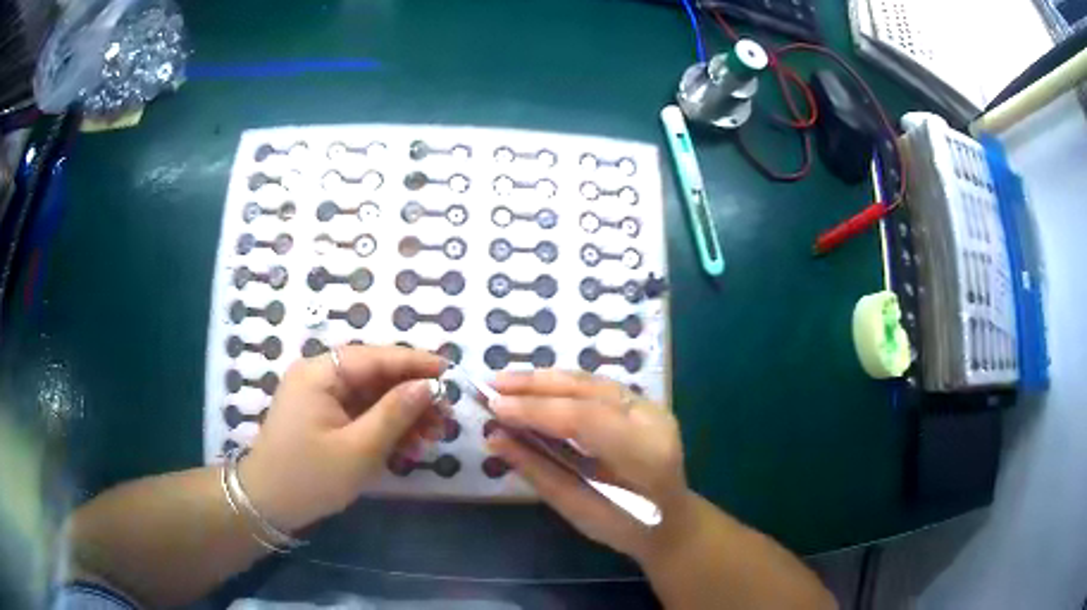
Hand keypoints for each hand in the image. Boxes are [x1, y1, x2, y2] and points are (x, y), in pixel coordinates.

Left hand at [239, 346, 446, 532]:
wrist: (269, 505)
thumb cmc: (310, 476)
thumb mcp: (358, 449)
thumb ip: (395, 413)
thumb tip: (429, 386)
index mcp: (320, 373)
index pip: (375, 357)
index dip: (415, 363)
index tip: (451, 371)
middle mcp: (320, 377)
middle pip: (375, 375)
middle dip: (412, 395)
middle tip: (446, 415)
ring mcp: (321, 398)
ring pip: (372, 396)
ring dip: (403, 414)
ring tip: (433, 435)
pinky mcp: (324, 418)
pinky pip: (361, 414)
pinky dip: (385, 427)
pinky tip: (409, 445)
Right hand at [489, 370, 696, 561]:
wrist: (670, 522)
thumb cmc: (623, 526)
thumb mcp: (576, 508)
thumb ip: (537, 469)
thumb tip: (494, 438)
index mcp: (643, 453)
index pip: (585, 418)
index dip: (536, 409)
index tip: (493, 409)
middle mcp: (651, 420)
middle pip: (588, 389)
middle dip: (535, 384)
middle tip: (491, 385)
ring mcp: (650, 407)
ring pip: (591, 381)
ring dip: (545, 379)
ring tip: (505, 382)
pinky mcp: (641, 404)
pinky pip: (595, 387)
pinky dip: (561, 385)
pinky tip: (534, 388)